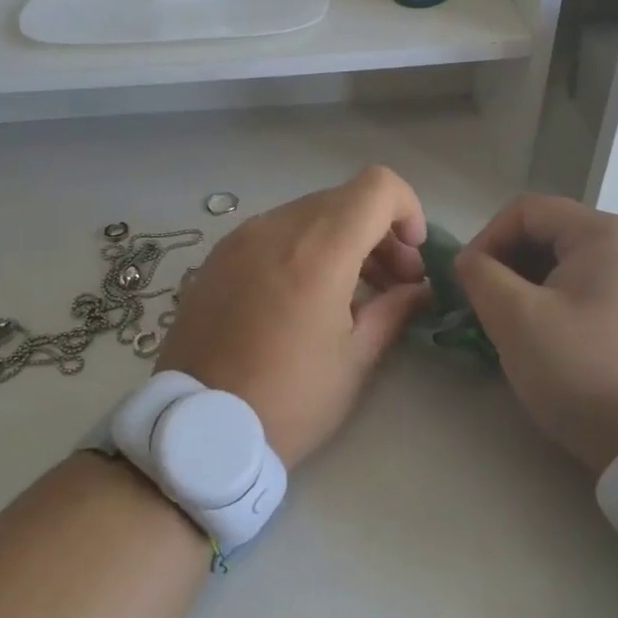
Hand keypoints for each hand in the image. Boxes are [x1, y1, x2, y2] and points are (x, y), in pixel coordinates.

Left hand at [156, 167, 428, 468]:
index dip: (407, 210)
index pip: (377, 186)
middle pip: (345, 199)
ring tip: (353, 292)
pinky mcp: (217, 256)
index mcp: (318, 251)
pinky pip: (275, 231)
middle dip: (379, 232)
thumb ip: (394, 310)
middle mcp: (276, 228)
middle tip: (392, 283)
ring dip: (342, 239)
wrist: (197, 430)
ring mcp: (240, 238)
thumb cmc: (289, 401)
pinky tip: (305, 295)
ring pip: (309, 213)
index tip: (412, 256)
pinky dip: (305, 247)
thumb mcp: (354, 360)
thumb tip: (420, 289)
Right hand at [456, 195, 617, 475]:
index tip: (466, 282)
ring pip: (563, 262)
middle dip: (505, 263)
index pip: (525, 210)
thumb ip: (480, 276)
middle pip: (547, 233)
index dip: (485, 239)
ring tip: (506, 323)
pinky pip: (585, 287)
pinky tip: (540, 335)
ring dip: (525, 284)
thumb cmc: (582, 371)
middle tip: (483, 304)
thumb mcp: (516, 319)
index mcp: (603, 233)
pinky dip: (553, 301)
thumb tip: (468, 262)